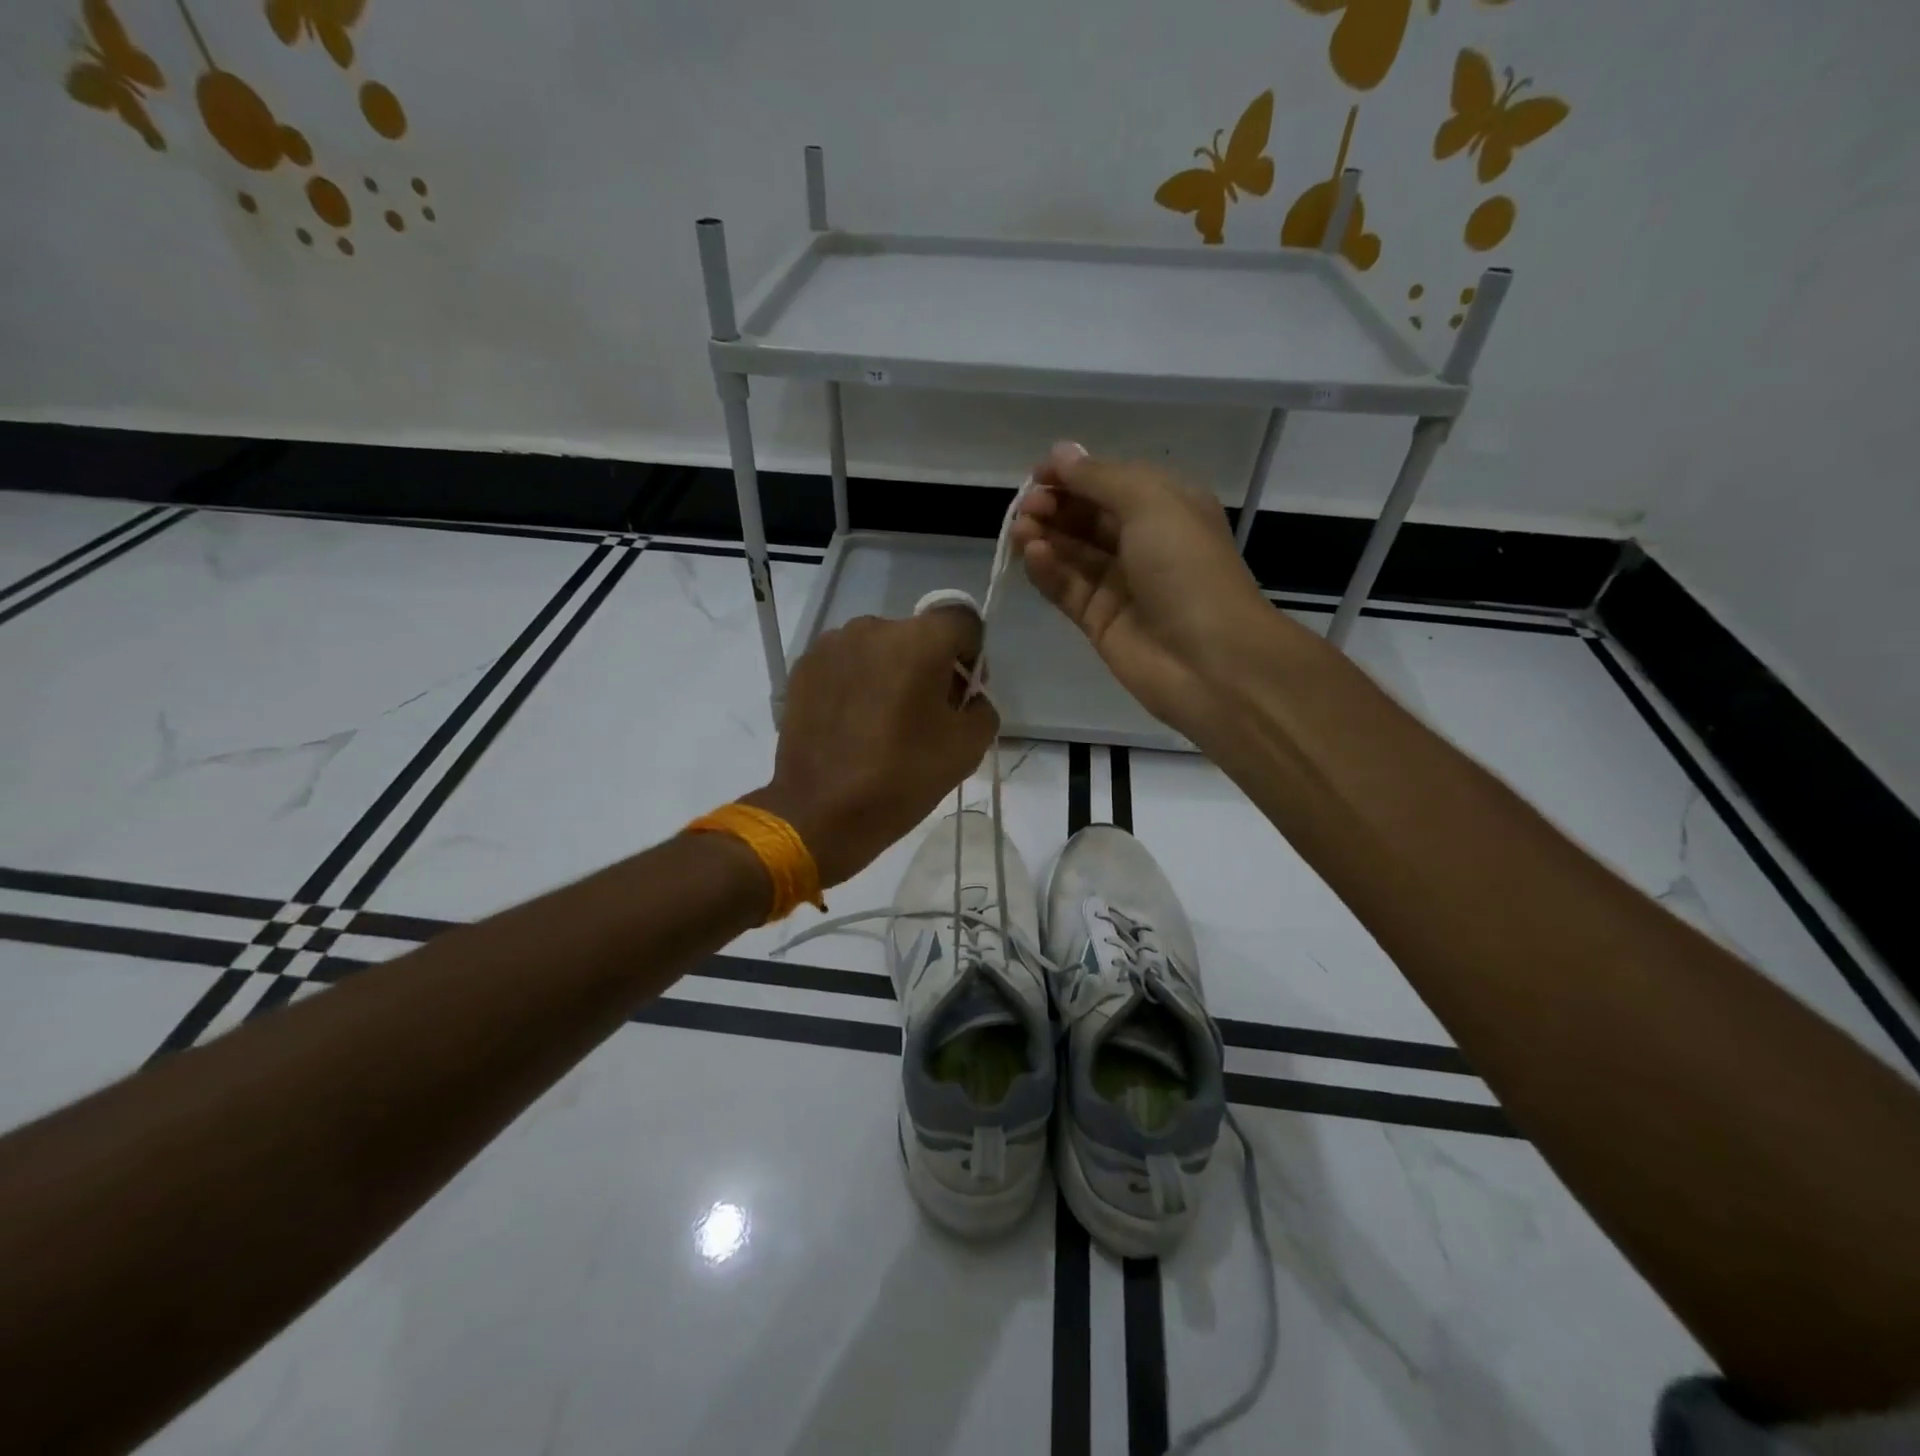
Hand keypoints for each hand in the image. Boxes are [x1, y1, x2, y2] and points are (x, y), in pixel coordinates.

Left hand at [747, 610, 997, 887]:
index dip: (972, 654)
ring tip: (884, 720)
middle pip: (918, 634)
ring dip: (891, 672)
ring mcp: (832, 645)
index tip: (962, 692)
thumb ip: (982, 707)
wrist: (819, 813)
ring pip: (880, 648)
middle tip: (926, 714)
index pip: (962, 621)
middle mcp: (873, 628)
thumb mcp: (967, 748)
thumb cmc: (900, 779)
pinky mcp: (804, 667)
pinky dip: (858, 682)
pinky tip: (853, 722)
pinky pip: (847, 663)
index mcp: (918, 641)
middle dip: (930, 666)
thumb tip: (967, 696)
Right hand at [1010, 442, 1277, 736]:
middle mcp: (1142, 542)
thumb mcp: (1151, 503)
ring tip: (1021, 531)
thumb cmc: (1187, 569)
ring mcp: (1118, 584)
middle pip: (1086, 517)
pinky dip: (1047, 570)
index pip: (1109, 482)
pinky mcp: (1097, 620)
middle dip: (1054, 506)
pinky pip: (1065, 588)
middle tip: (1027, 508)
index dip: (1072, 475)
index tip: (1037, 475)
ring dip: (1044, 537)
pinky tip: (1033, 556)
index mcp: (1165, 506)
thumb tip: (1060, 452)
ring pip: (1071, 553)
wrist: (1209, 660)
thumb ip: (1101, 478)